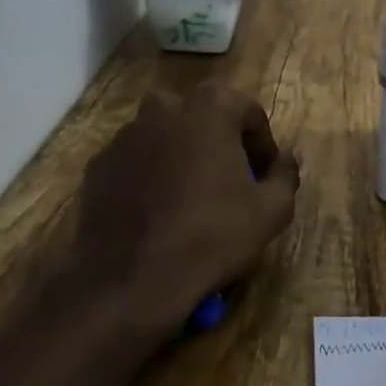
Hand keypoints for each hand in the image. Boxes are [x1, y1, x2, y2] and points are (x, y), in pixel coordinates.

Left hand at [72, 83, 299, 349]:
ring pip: (166, 137)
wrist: (131, 279)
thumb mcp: (271, 211)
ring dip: (183, 157)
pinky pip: (136, 161)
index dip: (262, 145)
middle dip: (220, 144)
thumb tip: (287, 158)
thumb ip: (285, 174)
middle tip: (230, 183)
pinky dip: (150, 176)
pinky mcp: (98, 164)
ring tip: (192, 200)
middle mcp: (163, 107)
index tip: (264, 177)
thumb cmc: (211, 236)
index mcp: (209, 107)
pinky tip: (158, 213)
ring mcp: (124, 134)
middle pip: (203, 118)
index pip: (249, 112)